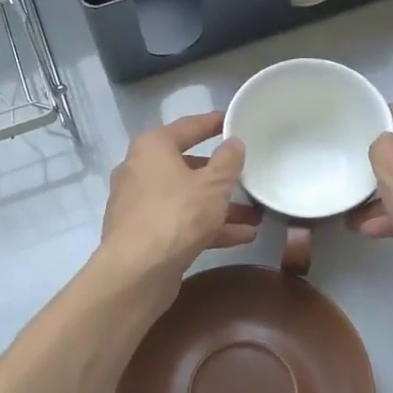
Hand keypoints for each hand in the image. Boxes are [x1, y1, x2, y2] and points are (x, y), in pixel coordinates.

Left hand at [100, 113, 259, 291]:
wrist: (137, 271)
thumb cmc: (177, 215)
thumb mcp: (213, 185)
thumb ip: (228, 161)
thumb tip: (233, 143)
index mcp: (152, 148)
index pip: (188, 127)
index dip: (213, 124)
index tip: (233, 121)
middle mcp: (140, 170)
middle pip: (187, 166)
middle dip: (221, 177)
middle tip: (247, 177)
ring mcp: (139, 205)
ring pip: (186, 198)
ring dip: (220, 207)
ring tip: (255, 215)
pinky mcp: (143, 234)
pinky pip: (181, 222)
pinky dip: (207, 227)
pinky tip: (242, 237)